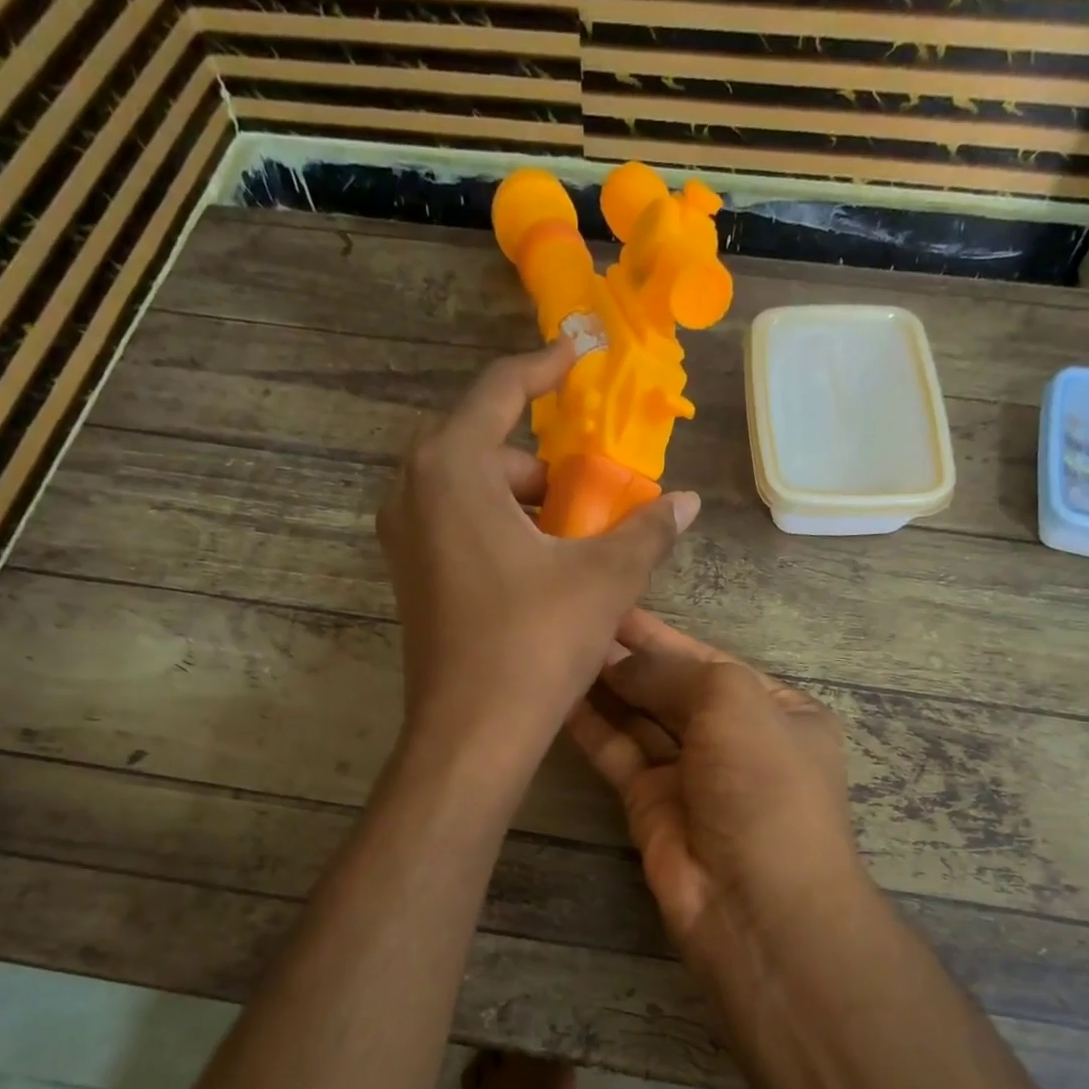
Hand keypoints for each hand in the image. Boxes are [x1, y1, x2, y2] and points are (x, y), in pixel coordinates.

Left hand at [376, 342, 700, 762]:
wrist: (470, 734)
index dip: (544, 367)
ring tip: (569, 535)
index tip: (577, 354)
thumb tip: (687, 504)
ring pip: (465, 488)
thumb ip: (648, 531)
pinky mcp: (408, 576)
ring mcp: (402, 537)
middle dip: (536, 458)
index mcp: (451, 467)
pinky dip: (495, 525)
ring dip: (517, 496)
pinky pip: (452, 524)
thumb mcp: (604, 580)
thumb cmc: (534, 643)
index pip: (499, 390)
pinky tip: (536, 566)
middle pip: (480, 443)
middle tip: (582, 487)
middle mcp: (413, 490)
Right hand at [566, 610, 871, 969]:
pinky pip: (619, 754)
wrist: (755, 903)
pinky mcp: (651, 805)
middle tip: (576, 621)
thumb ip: (673, 671)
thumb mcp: (732, 702)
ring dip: (607, 687)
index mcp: (775, 709)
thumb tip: (620, 662)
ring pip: (642, 719)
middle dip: (631, 657)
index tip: (614, 605)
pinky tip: (560, 695)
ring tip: (561, 648)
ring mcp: (691, 774)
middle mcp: (734, 739)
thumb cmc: (762, 784)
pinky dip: (593, 726)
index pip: (711, 659)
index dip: (663, 634)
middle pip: (673, 687)